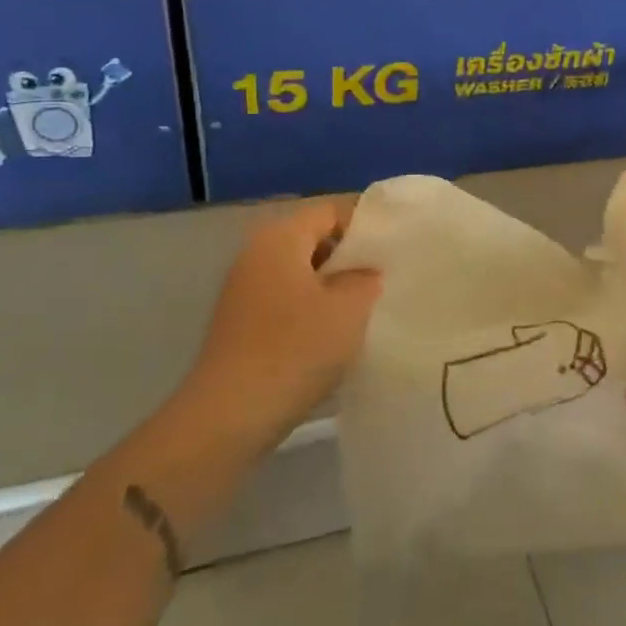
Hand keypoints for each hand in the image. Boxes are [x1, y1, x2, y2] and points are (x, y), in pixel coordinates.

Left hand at [177, 199, 382, 446]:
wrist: (229, 416)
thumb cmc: (294, 349)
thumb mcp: (349, 309)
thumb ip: (367, 279)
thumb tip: (366, 272)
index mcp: (280, 237)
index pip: (330, 209)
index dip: (367, 222)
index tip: (397, 245)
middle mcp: (256, 253)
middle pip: (314, 238)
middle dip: (351, 256)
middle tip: (388, 276)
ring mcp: (244, 289)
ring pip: (301, 272)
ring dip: (334, 285)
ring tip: (369, 307)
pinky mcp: (241, 323)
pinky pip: (287, 300)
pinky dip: (313, 308)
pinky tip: (336, 334)